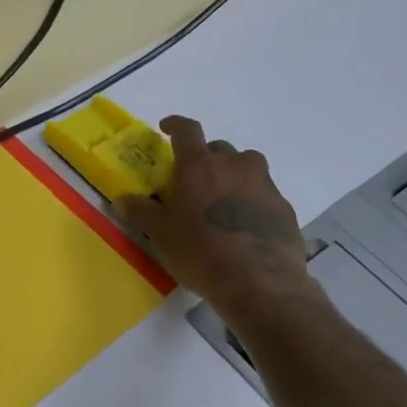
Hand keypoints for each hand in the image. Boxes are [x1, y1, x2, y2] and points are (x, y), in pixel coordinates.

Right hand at [117, 116, 321, 326]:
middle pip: (219, 148)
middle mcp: (235, 165)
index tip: (166, 127)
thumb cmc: (200, 251)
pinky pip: (263, 193)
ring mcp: (264, 184)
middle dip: (205, 158)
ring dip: (233, 175)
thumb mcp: (161, 234)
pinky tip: (243, 225)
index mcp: (200, 165)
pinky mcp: (284, 207)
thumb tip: (122, 199)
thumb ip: (141, 212)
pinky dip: (251, 201)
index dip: (175, 125)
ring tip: (222, 200)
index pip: (187, 131)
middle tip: (194, 180)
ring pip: (247, 167)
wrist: (259, 281)